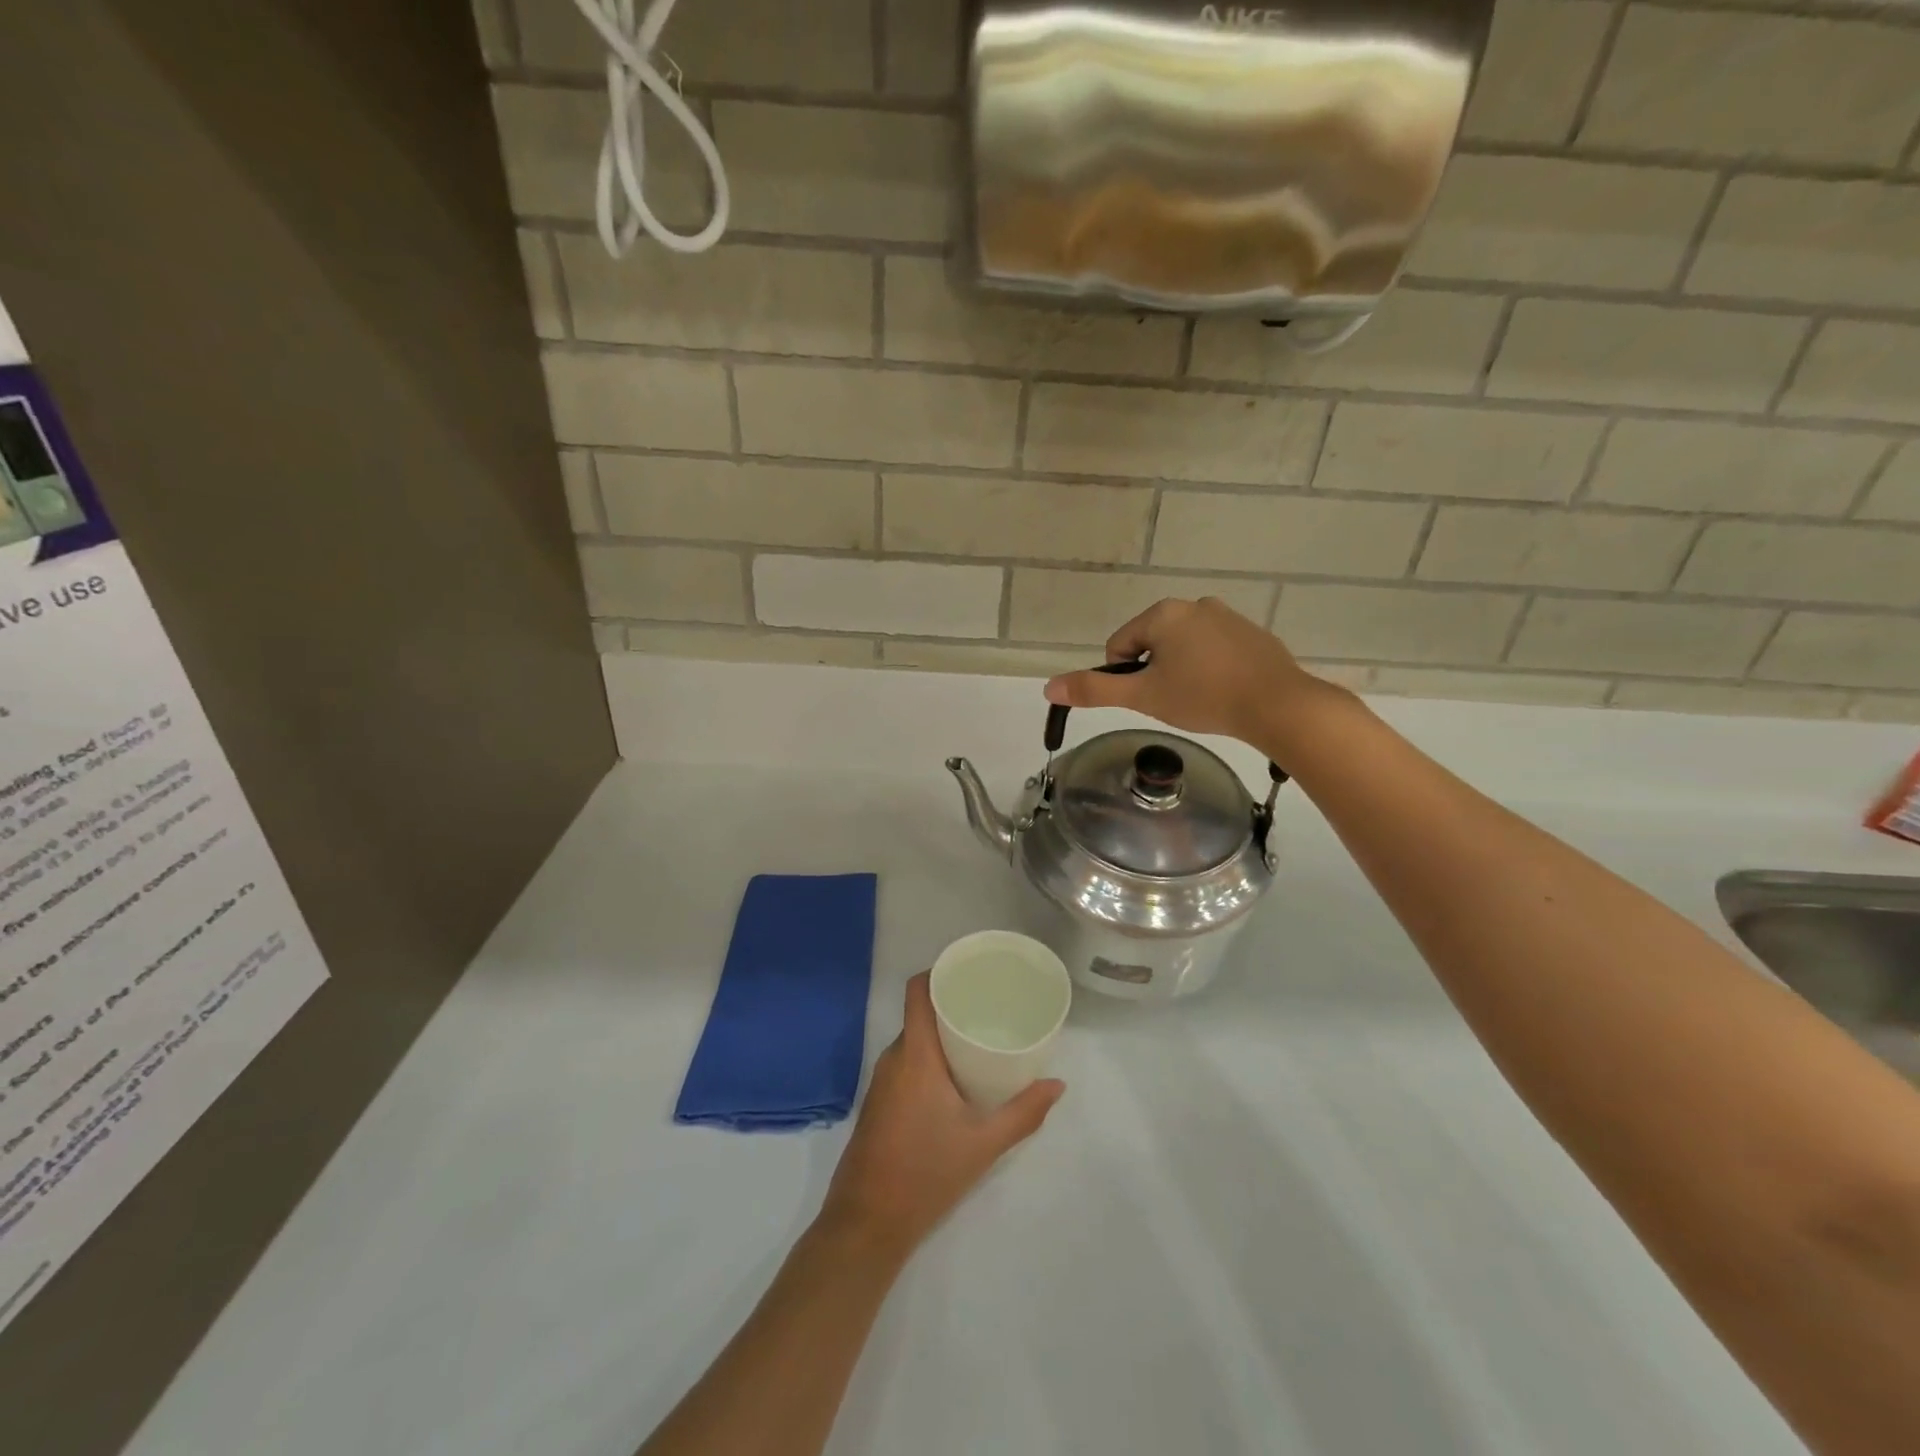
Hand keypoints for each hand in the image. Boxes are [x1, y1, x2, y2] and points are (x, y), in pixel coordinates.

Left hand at [819, 973, 1063, 1258]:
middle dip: (952, 1005)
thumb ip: (1023, 1112)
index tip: (970, 970)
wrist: (867, 1223)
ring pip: (913, 1041)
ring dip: (941, 1034)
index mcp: (915, 1055)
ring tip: (979, 1037)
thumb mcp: (984, 1144)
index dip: (939, 971)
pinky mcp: (879, 1102)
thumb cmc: (926, 1173)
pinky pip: (906, 1062)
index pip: (918, 991)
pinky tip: (955, 1076)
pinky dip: (929, 1057)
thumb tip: (1057, 1084)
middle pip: (920, 1014)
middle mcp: (893, 1058)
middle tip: (990, 1006)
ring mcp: (881, 1081)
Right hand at [1042, 596, 1336, 745]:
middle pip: (1152, 644)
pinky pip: (1214, 650)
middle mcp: (1194, 605)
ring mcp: (1227, 616)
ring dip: (1182, 670)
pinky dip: (1210, 669)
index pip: (1119, 646)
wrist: (1277, 705)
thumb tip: (1048, 687)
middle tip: (1174, 701)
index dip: (1126, 677)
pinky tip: (1224, 691)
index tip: (1149, 697)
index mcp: (1163, 614)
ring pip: (1183, 647)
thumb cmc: (1203, 697)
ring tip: (1200, 698)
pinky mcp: (1252, 633)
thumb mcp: (1143, 696)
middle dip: (1155, 672)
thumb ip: (1095, 690)